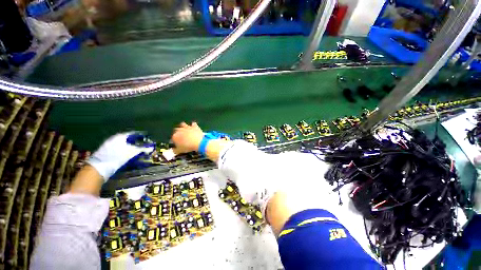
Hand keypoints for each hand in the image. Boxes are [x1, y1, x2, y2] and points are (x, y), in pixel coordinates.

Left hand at [87, 132, 154, 180]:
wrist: (99, 166)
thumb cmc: (117, 157)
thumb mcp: (132, 153)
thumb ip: (142, 149)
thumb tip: (151, 148)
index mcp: (121, 136)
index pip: (133, 133)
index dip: (141, 136)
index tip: (146, 138)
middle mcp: (114, 137)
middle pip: (128, 138)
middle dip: (135, 141)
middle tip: (142, 144)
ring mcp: (109, 143)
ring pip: (122, 142)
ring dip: (129, 145)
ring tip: (136, 149)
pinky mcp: (106, 149)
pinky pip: (118, 146)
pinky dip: (123, 148)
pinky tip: (126, 153)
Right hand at [171, 122, 203, 153]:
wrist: (199, 142)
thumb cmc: (188, 147)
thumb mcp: (180, 151)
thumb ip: (175, 150)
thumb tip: (173, 150)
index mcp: (175, 136)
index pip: (173, 138)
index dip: (174, 141)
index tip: (177, 144)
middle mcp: (180, 130)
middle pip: (176, 130)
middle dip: (177, 133)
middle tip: (180, 137)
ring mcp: (187, 127)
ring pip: (183, 124)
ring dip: (183, 126)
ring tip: (185, 130)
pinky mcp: (194, 126)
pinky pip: (193, 124)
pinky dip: (193, 125)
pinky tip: (193, 126)